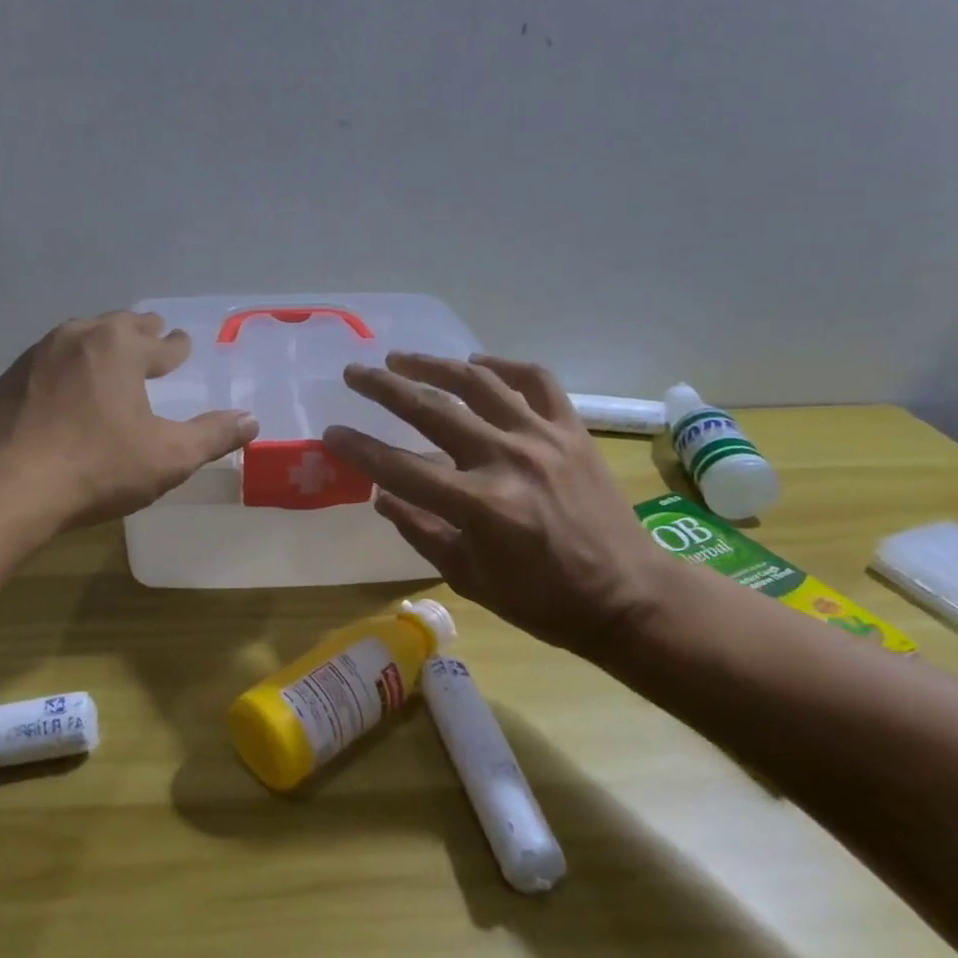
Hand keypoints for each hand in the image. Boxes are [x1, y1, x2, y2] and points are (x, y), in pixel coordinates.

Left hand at [0, 311, 258, 527]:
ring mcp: (37, 355)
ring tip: (109, 355)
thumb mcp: (169, 457)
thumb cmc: (98, 467)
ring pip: (79, 337)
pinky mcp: (9, 379)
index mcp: (120, 347)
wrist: (8, 486)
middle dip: (139, 332)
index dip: (175, 346)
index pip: (159, 342)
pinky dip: (67, 365)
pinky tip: (65, 385)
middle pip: (117, 326)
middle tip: (152, 336)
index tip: (181, 344)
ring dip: (100, 343)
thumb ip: (213, 435)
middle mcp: (78, 337)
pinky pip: (49, 361)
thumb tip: (251, 419)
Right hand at [322, 352, 677, 655]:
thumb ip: (421, 532)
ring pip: (479, 384)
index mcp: (478, 505)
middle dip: (385, 388)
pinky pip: (536, 382)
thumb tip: (382, 496)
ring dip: (434, 366)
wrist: (627, 596)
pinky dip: (504, 367)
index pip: (400, 468)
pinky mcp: (572, 431)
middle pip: (432, 411)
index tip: (331, 433)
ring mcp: (543, 439)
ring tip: (402, 358)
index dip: (359, 449)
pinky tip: (477, 364)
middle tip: (355, 373)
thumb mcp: (469, 578)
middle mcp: (507, 460)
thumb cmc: (542, 600)